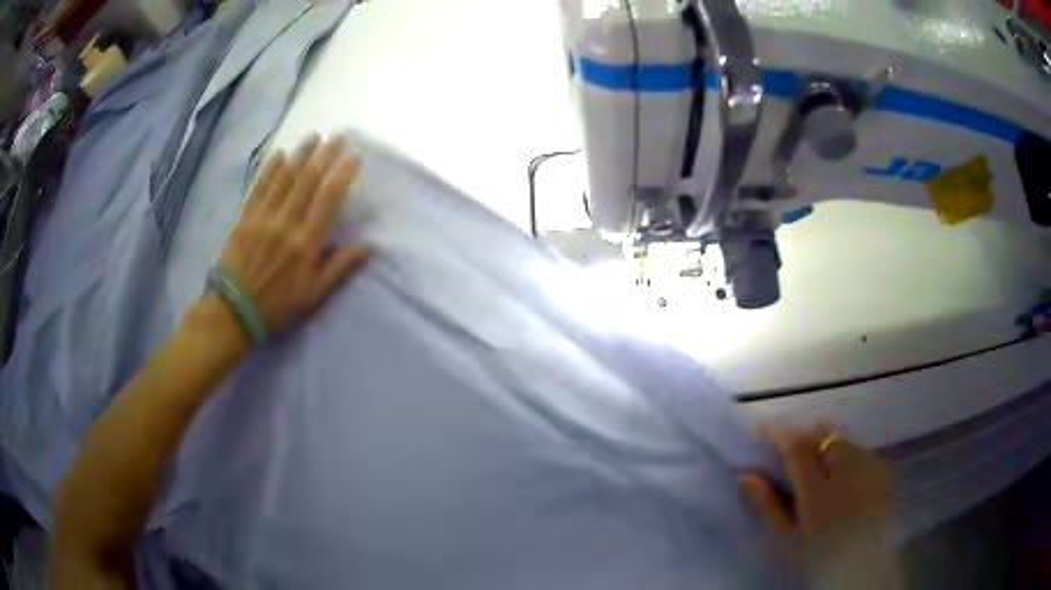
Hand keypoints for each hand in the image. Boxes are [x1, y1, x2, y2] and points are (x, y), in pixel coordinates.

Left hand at [218, 135, 368, 335]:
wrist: (233, 312)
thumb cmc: (277, 306)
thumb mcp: (313, 295)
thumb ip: (339, 268)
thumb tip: (366, 246)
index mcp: (306, 243)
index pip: (328, 199)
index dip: (343, 174)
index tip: (354, 157)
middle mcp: (286, 223)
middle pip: (307, 181)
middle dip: (324, 155)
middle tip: (337, 137)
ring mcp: (263, 218)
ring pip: (284, 178)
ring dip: (300, 154)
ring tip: (313, 136)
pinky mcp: (245, 218)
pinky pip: (259, 187)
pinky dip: (270, 169)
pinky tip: (279, 153)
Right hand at [739, 424, 889, 558]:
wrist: (861, 563)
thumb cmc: (818, 554)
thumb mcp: (786, 538)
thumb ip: (767, 506)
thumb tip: (744, 475)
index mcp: (819, 489)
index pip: (797, 446)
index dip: (778, 432)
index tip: (761, 429)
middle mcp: (846, 467)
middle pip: (820, 433)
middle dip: (800, 434)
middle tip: (785, 448)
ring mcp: (867, 463)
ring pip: (839, 435)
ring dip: (820, 439)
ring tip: (810, 458)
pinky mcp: (879, 466)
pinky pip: (854, 444)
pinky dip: (839, 448)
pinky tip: (835, 468)